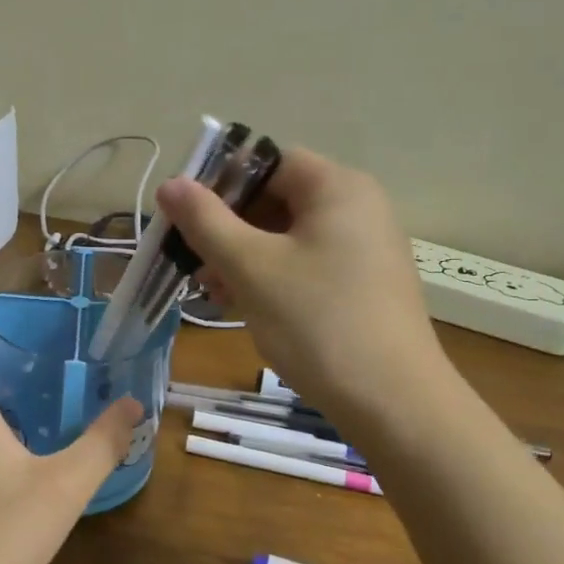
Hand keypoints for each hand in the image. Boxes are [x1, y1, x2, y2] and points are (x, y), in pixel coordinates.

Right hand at [156, 146, 449, 420]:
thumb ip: (206, 221)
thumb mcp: (251, 268)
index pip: (268, 161)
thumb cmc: (317, 322)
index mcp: (338, 187)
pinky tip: (246, 307)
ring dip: (245, 257)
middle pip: (278, 199)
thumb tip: (171, 183)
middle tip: (194, 262)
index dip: (221, 184)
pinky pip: (309, 265)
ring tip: (213, 292)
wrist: (393, 402)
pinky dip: (274, 278)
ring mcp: (366, 249)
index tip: (186, 218)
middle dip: (229, 228)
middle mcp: (359, 208)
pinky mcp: (365, 286)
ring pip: (290, 237)